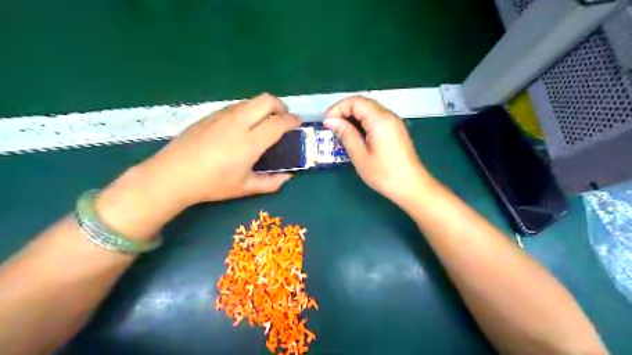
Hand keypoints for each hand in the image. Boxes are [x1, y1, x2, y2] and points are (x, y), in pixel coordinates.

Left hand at [139, 93, 300, 207]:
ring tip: (263, 123)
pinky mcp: (211, 114)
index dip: (292, 120)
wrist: (173, 175)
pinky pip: (236, 106)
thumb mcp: (245, 188)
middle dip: (281, 106)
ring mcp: (223, 115)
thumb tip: (288, 177)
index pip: (279, 122)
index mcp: (250, 142)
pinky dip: (248, 111)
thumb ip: (271, 183)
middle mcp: (239, 123)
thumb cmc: (212, 184)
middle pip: (267, 100)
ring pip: (251, 101)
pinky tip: (242, 127)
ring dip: (264, 108)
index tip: (297, 124)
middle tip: (282, 119)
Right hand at [324, 96, 432, 204]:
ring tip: (341, 132)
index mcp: (379, 120)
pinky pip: (376, 118)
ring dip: (353, 117)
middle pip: (363, 103)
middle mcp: (389, 115)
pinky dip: (363, 122)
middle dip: (344, 111)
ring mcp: (394, 122)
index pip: (355, 102)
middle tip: (331, 126)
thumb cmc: (383, 173)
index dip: (338, 108)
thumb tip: (330, 120)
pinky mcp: (396, 130)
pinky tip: (356, 136)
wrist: (411, 186)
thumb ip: (346, 133)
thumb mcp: (359, 155)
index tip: (326, 122)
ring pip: (370, 110)